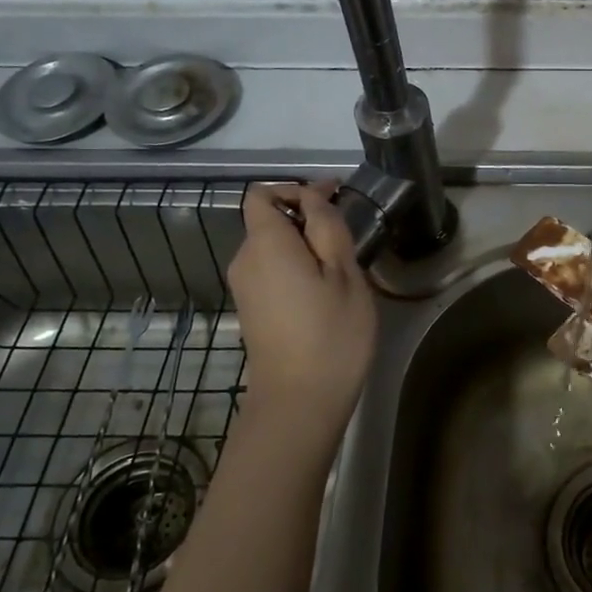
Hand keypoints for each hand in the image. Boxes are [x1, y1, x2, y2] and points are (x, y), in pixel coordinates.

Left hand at [228, 182, 377, 457]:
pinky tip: (324, 291)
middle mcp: (244, 260)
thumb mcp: (344, 273)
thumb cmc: (330, 334)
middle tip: (347, 237)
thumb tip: (314, 199)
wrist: (299, 402)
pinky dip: (295, 267)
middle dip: (304, 218)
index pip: (263, 194)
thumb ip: (328, 228)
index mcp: (265, 243)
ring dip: (303, 245)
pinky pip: (271, 271)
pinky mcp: (251, 310)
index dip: (297, 189)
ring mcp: (244, 288)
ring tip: (341, 266)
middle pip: (267, 220)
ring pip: (272, 247)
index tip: (334, 200)